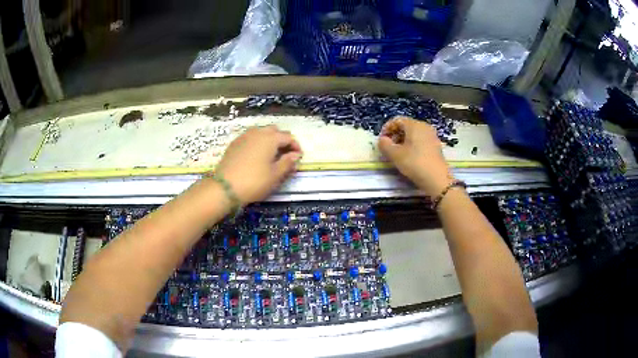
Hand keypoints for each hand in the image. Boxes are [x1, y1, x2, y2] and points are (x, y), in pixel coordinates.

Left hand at [215, 125, 301, 204]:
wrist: (225, 187)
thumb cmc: (254, 181)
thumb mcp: (275, 175)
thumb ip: (287, 163)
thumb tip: (296, 155)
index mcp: (270, 138)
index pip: (288, 137)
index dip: (295, 146)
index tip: (298, 158)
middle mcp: (258, 133)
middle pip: (274, 131)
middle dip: (282, 140)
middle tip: (285, 155)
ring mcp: (244, 137)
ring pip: (261, 132)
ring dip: (269, 140)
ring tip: (271, 155)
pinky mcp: (234, 144)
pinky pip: (250, 138)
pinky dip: (257, 143)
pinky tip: (256, 156)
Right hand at [378, 117, 453, 196]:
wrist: (437, 179)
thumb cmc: (415, 163)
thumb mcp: (395, 155)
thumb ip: (384, 145)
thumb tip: (382, 140)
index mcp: (414, 125)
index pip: (397, 120)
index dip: (386, 129)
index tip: (381, 140)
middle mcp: (424, 127)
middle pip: (406, 126)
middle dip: (395, 135)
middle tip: (388, 148)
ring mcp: (432, 136)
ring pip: (413, 134)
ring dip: (403, 141)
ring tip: (398, 154)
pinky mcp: (436, 146)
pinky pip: (421, 141)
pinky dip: (412, 146)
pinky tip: (409, 157)